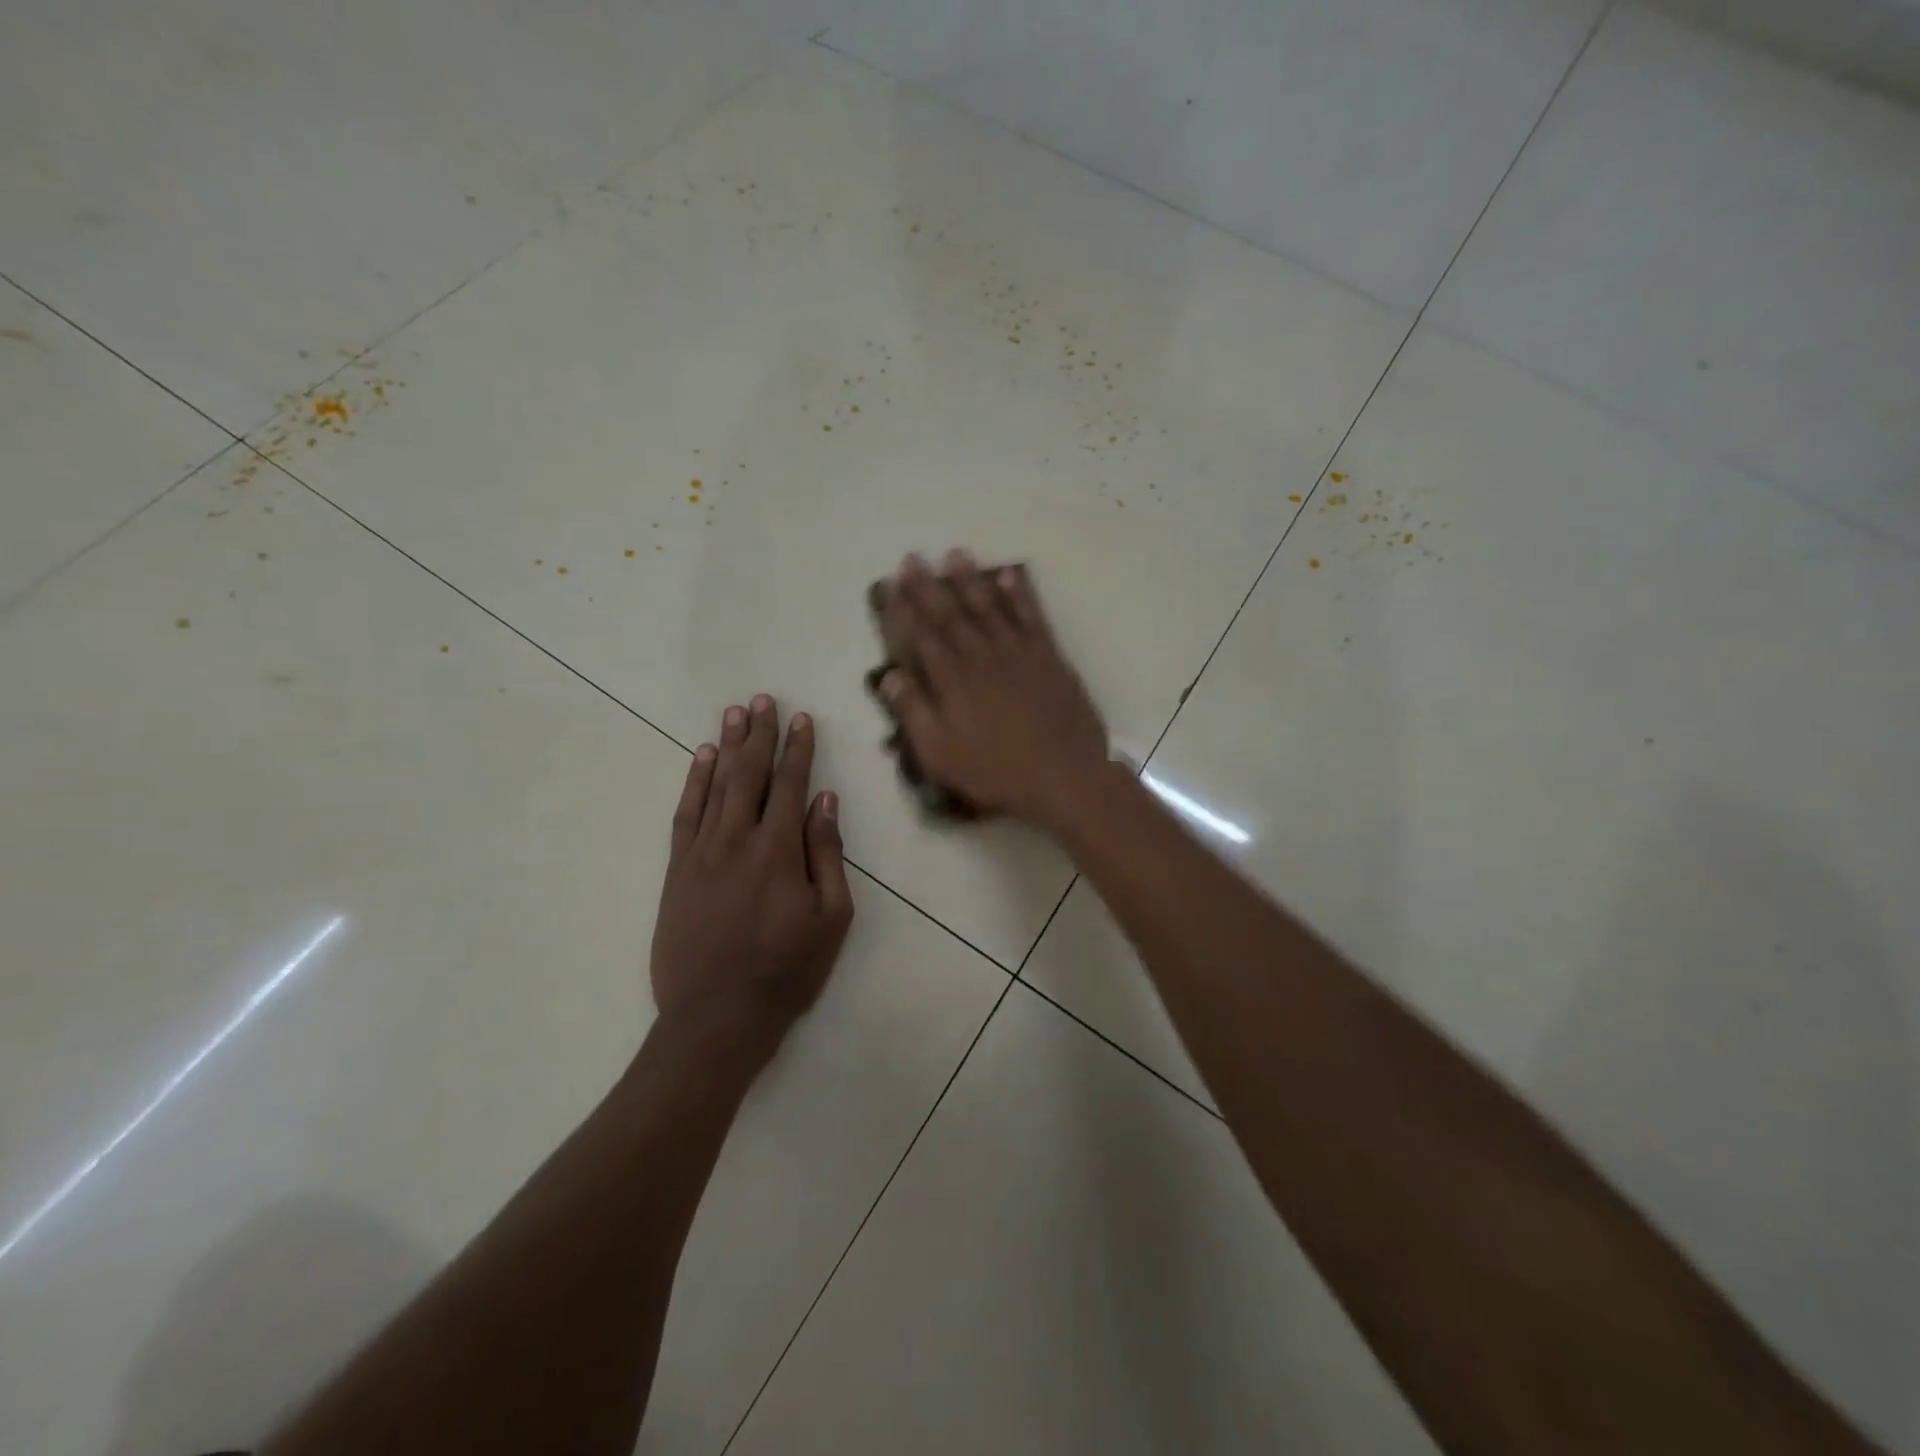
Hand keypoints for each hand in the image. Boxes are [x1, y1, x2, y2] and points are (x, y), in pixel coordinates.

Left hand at [649, 696, 853, 1041]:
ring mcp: (701, 852)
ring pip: (715, 786)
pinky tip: (702, 759)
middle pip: (750, 774)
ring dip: (727, 746)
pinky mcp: (676, 870)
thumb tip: (825, 801)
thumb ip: (827, 854)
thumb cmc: (787, 970)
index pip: (790, 784)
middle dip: (759, 734)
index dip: (797, 749)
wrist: (717, 1016)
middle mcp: (737, 839)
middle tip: (763, 700)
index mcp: (779, 850)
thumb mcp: (831, 917)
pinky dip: (694, 782)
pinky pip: (685, 814)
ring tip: (734, 713)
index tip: (801, 719)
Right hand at [878, 551, 1110, 831]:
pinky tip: (1010, 574)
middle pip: (950, 613)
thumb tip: (889, 677)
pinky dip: (1020, 592)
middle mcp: (982, 655)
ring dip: (970, 579)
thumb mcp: (941, 755)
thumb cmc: (996, 771)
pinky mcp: (1048, 656)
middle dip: (929, 585)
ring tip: (955, 554)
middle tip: (913, 558)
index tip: (890, 584)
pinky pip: (1031, 614)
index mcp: (952, 680)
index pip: (921, 635)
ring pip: (989, 605)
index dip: (903, 608)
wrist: (1064, 775)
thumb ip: (913, 713)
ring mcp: (1018, 651)